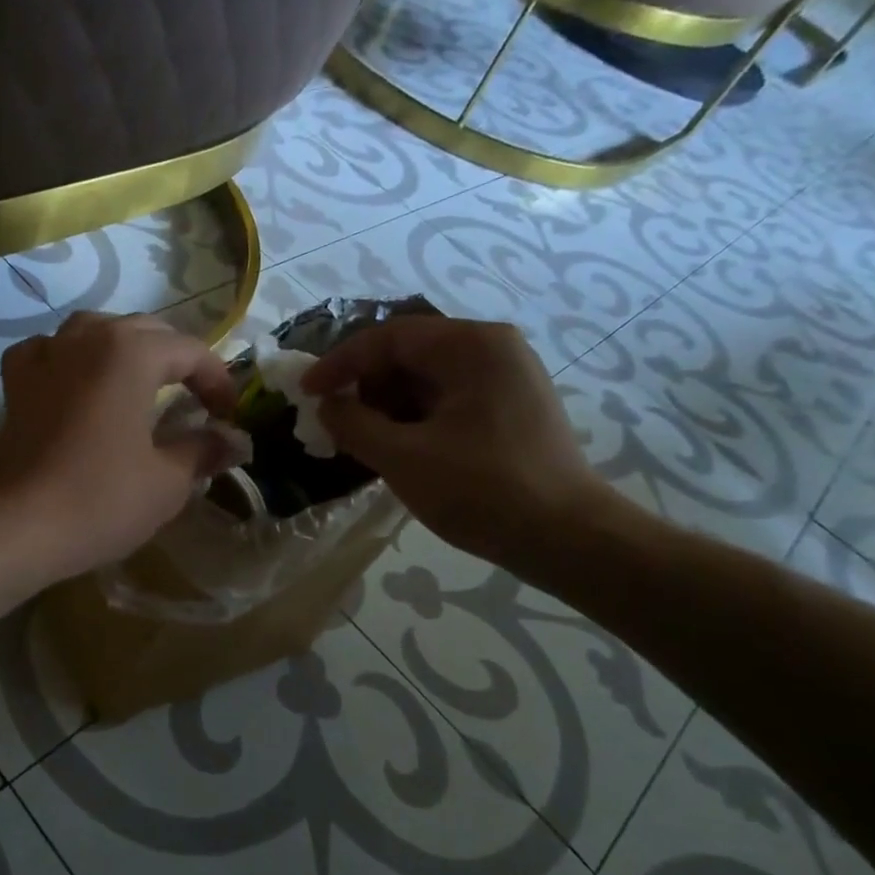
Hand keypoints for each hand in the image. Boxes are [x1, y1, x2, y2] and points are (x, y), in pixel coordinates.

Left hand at [0, 312, 237, 584]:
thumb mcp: (167, 481)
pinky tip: (75, 382)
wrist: (15, 527)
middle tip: (196, 400)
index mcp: (130, 352)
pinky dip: (69, 360)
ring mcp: (45, 356)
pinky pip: (48, 353)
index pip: (190, 351)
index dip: (218, 381)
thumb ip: (203, 449)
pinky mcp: (16, 384)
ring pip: (95, 332)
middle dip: (177, 360)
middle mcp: (86, 338)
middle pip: (144, 332)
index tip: (230, 417)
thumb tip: (235, 440)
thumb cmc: (100, 499)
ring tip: (142, 382)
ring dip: (125, 350)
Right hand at [303, 316, 623, 578]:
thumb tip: (326, 406)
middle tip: (332, 419)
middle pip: (409, 353)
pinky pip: (447, 399)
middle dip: (364, 384)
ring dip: (386, 404)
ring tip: (358, 439)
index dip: (340, 363)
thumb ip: (353, 424)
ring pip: (427, 378)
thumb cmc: (481, 490)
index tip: (306, 393)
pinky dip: (413, 417)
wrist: (567, 538)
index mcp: (471, 346)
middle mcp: (492, 349)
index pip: (389, 336)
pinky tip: (394, 447)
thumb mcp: (403, 457)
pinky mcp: (510, 408)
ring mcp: (506, 378)